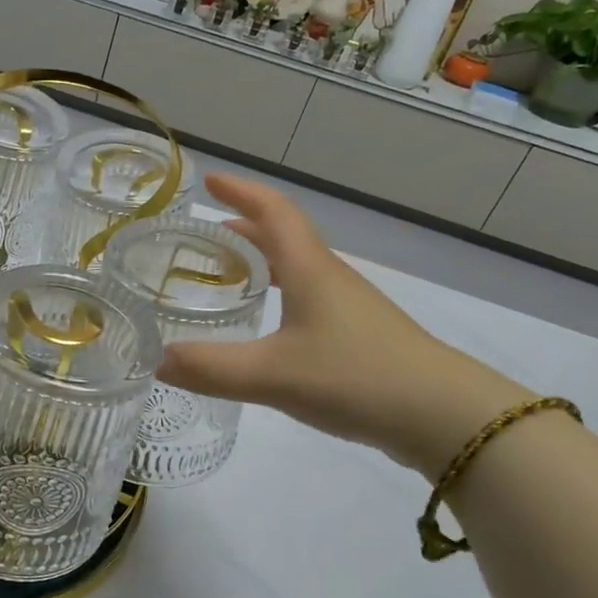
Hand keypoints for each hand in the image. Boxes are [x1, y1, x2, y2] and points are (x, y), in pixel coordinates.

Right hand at [157, 173, 531, 479]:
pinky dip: (279, 296)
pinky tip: (268, 329)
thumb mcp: (273, 375)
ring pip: (298, 270)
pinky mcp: (359, 337)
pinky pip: (308, 300)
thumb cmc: (356, 377)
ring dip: (262, 263)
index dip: (241, 192)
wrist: (443, 416)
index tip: (209, 180)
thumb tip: (154, 361)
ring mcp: (349, 308)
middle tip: (204, 237)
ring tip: (227, 278)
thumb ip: (211, 369)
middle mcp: (330, 279)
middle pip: (285, 237)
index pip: (274, 212)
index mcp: (310, 270)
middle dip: (244, 229)